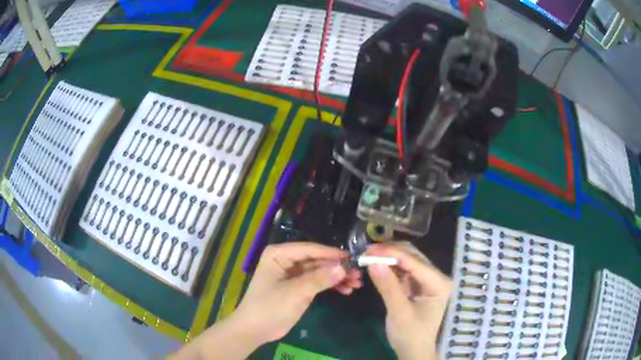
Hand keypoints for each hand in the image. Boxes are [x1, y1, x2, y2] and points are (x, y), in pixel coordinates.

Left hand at [235, 242, 361, 343]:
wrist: (256, 329)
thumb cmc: (270, 306)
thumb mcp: (295, 292)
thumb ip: (320, 279)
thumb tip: (343, 267)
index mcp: (279, 254)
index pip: (309, 249)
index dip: (331, 253)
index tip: (352, 258)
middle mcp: (286, 260)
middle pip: (317, 260)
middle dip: (337, 268)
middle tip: (358, 274)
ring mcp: (293, 274)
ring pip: (319, 271)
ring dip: (337, 277)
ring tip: (356, 283)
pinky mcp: (298, 287)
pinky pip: (317, 282)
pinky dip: (331, 285)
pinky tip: (346, 290)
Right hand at [366, 243, 451, 359]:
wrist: (413, 351)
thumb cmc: (410, 335)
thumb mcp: (398, 312)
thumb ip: (388, 286)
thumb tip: (373, 262)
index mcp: (439, 283)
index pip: (415, 262)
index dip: (392, 253)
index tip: (369, 250)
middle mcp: (436, 277)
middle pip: (413, 257)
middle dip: (390, 252)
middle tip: (366, 252)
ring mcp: (427, 280)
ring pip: (408, 260)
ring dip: (389, 257)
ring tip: (368, 256)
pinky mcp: (417, 285)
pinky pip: (404, 270)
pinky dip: (390, 266)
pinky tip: (377, 265)